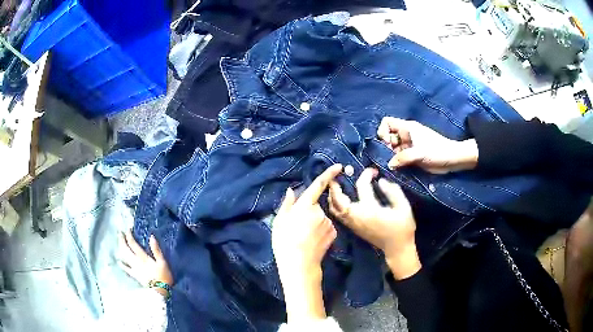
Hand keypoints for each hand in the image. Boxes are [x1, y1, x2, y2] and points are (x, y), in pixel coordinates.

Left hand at [119, 230, 172, 296]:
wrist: (160, 291)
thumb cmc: (163, 276)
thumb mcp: (162, 262)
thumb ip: (156, 250)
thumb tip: (151, 237)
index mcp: (143, 257)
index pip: (133, 244)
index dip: (129, 235)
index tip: (128, 229)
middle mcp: (136, 261)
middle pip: (126, 249)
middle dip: (122, 240)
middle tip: (119, 233)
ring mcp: (134, 269)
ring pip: (124, 256)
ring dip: (121, 248)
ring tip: (119, 242)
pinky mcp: (135, 275)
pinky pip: (126, 269)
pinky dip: (122, 264)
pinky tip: (119, 261)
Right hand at [272, 164, 341, 320]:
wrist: (299, 264)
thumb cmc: (284, 242)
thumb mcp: (279, 221)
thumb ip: (287, 204)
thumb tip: (290, 190)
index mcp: (305, 206)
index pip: (318, 186)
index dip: (328, 174)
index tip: (339, 167)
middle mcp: (320, 211)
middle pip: (316, 206)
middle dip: (310, 211)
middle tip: (298, 226)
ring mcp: (328, 222)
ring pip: (322, 217)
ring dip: (315, 222)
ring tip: (304, 235)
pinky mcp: (334, 232)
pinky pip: (327, 226)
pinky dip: (321, 230)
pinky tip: (313, 240)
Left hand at [328, 168, 420, 279]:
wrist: (397, 249)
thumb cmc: (402, 228)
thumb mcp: (404, 207)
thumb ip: (393, 192)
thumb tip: (381, 181)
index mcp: (369, 209)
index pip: (362, 186)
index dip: (366, 174)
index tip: (373, 170)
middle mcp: (356, 215)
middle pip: (338, 199)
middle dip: (336, 185)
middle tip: (336, 174)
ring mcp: (352, 223)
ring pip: (334, 208)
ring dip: (332, 195)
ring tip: (335, 185)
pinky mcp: (352, 228)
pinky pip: (338, 214)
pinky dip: (334, 205)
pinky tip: (339, 199)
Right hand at [377, 117, 477, 173]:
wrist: (452, 159)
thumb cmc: (437, 151)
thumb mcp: (420, 153)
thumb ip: (403, 158)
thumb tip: (388, 165)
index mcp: (407, 128)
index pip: (387, 122)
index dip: (382, 131)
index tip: (386, 144)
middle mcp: (405, 135)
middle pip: (387, 137)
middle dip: (385, 147)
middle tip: (388, 158)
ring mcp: (408, 146)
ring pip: (392, 149)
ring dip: (390, 157)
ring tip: (392, 167)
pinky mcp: (411, 156)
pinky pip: (398, 158)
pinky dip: (395, 163)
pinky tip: (396, 170)